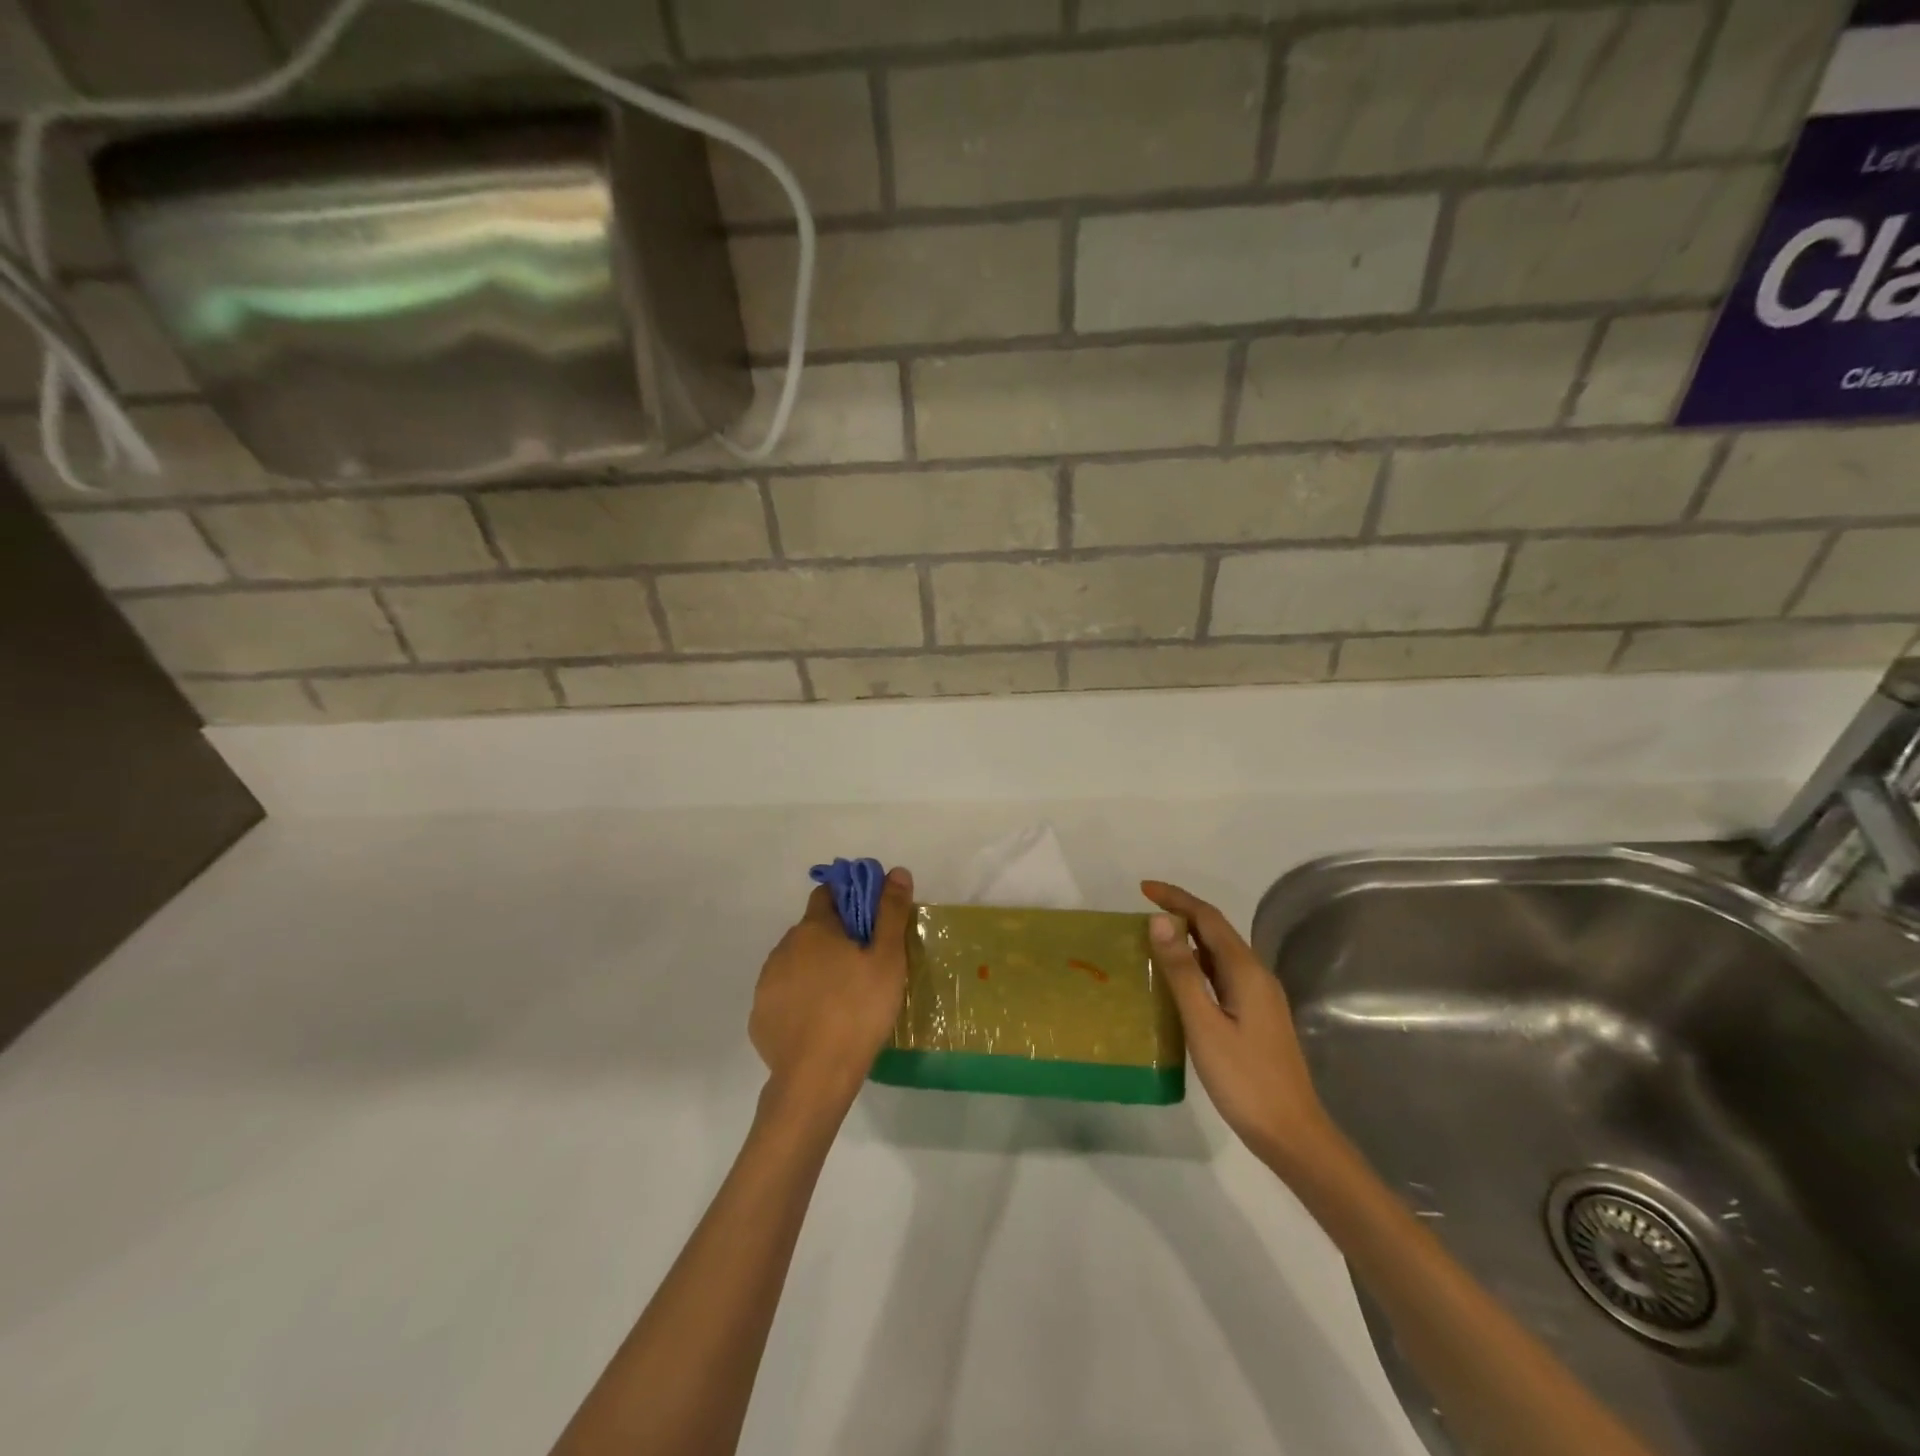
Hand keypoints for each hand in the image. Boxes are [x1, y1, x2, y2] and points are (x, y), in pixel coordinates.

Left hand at [750, 867, 913, 1120]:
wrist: (816, 1077)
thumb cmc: (858, 1010)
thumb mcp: (887, 959)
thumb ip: (891, 912)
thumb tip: (896, 871)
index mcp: (814, 929)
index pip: (827, 896)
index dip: (849, 902)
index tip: (869, 922)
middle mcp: (784, 947)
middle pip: (812, 931)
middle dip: (834, 939)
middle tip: (862, 966)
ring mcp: (767, 983)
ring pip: (795, 963)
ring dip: (814, 969)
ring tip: (842, 998)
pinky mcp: (760, 1016)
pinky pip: (783, 996)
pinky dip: (799, 1000)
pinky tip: (818, 1023)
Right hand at [1142, 880, 1339, 1178]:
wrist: (1292, 1134)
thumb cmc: (1244, 1079)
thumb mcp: (1204, 1024)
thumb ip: (1182, 972)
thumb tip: (1160, 921)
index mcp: (1246, 971)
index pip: (1208, 918)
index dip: (1176, 898)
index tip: (1143, 888)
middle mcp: (1256, 975)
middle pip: (1216, 931)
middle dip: (1182, 913)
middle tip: (1143, 910)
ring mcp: (1259, 997)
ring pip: (1220, 954)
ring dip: (1189, 939)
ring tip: (1153, 939)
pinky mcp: (1256, 1016)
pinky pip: (1222, 975)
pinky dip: (1197, 965)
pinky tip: (1179, 981)